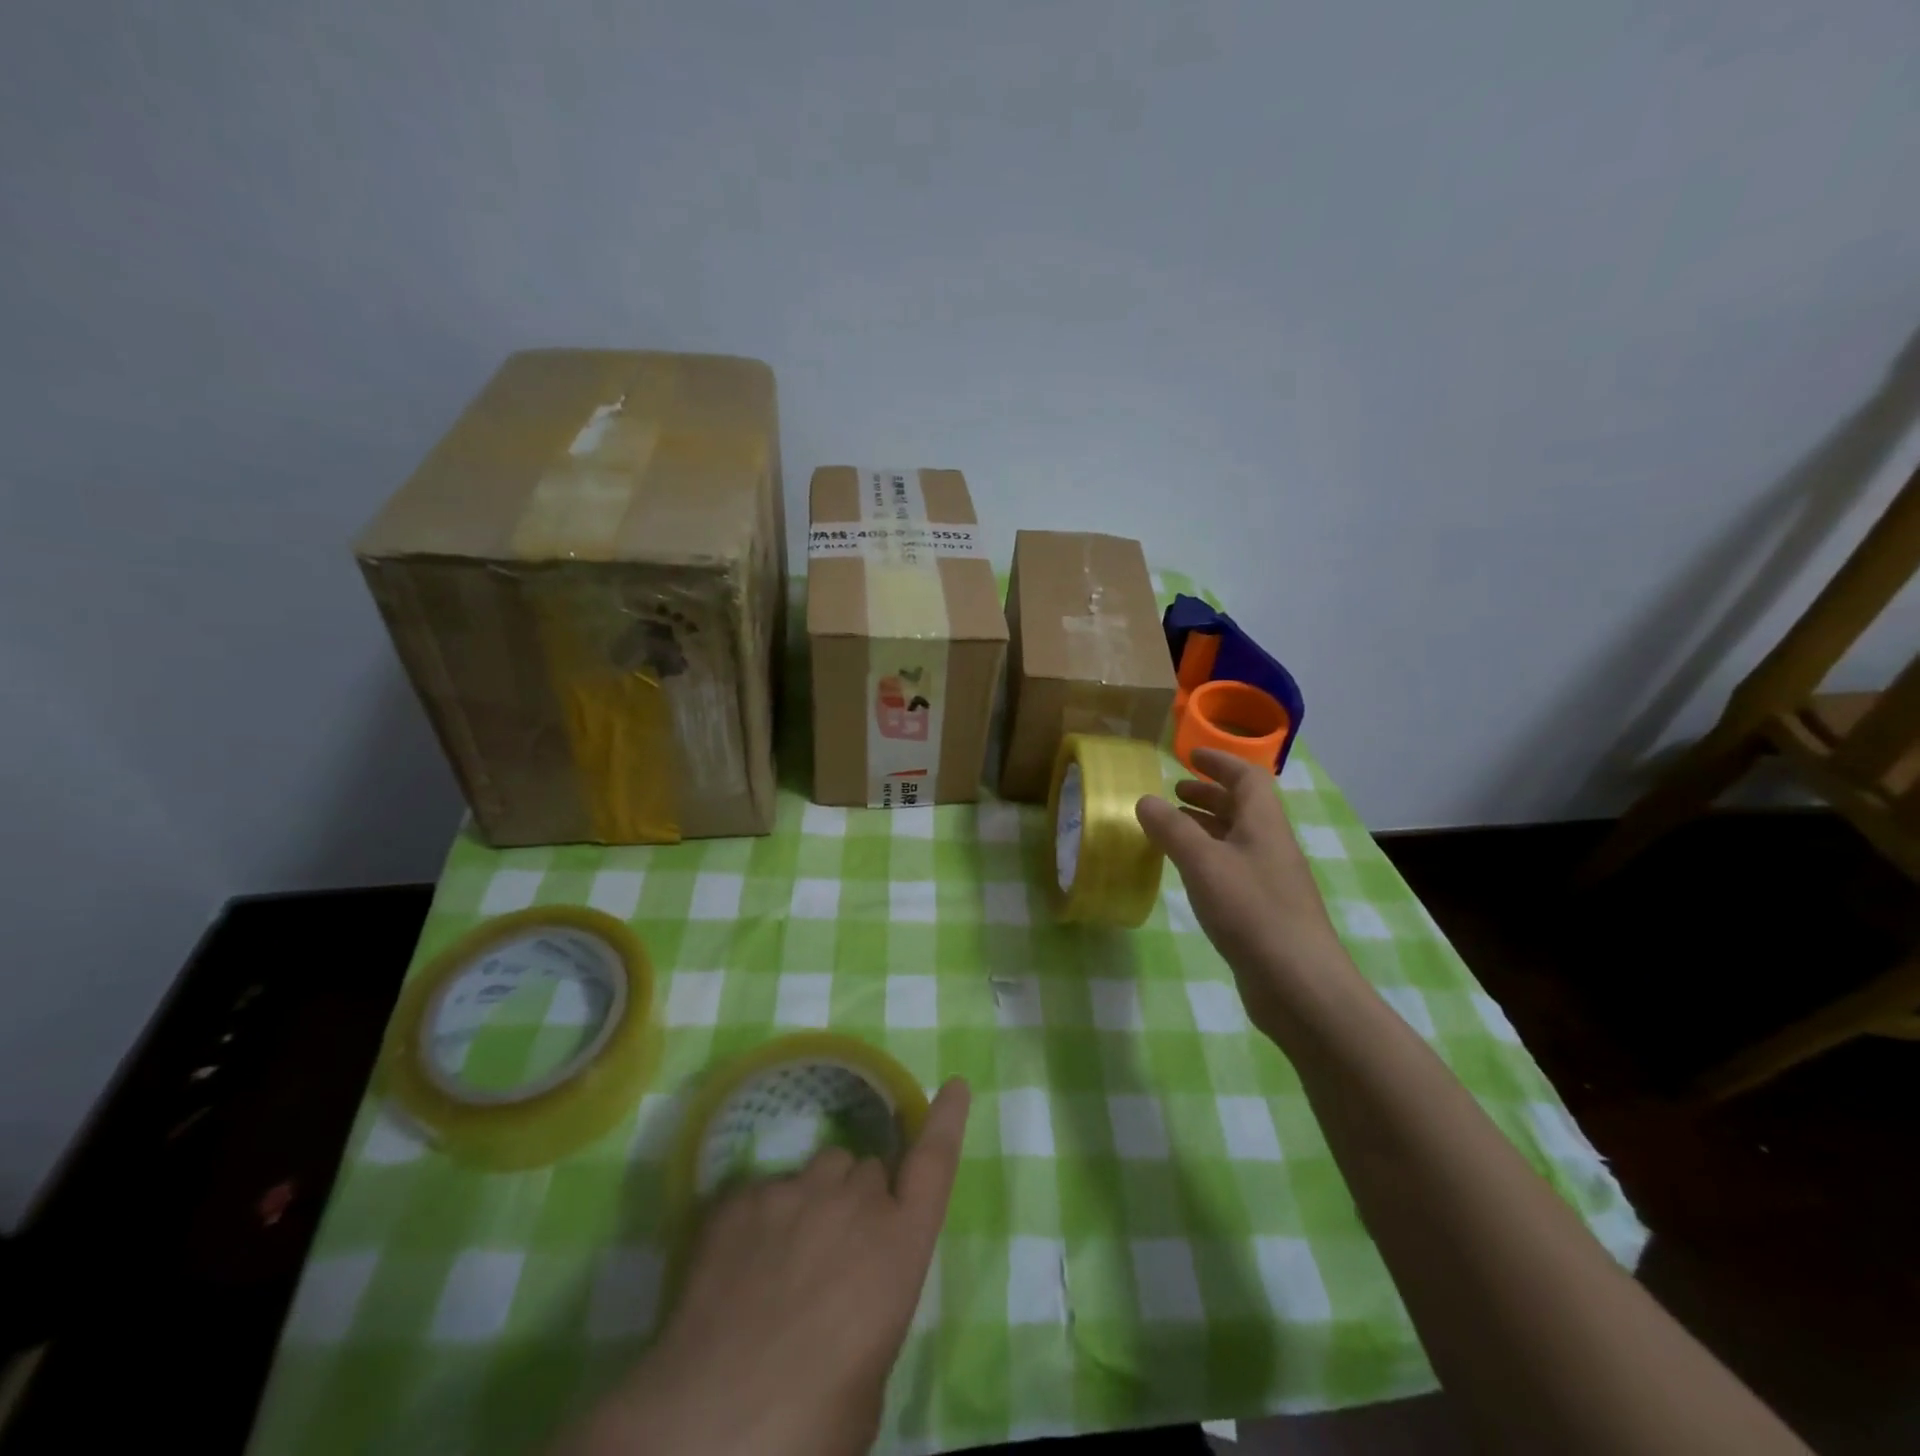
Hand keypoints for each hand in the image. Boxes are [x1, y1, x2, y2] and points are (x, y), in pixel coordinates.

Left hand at [562, 1079, 970, 1455]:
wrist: (710, 1424)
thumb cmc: (812, 1420)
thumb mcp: (872, 1374)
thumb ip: (874, 1306)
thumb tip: (853, 1296)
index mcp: (898, 1245)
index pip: (934, 1164)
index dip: (945, 1122)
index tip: (954, 1085)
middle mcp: (853, 1201)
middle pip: (866, 1172)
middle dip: (858, 1201)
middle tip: (834, 1256)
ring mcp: (794, 1190)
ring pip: (818, 1170)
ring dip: (815, 1199)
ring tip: (785, 1257)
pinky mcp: (742, 1197)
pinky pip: (765, 1191)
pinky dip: (761, 1219)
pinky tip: (739, 1269)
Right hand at [1136, 747, 1346, 1031]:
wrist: (1298, 983)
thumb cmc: (1251, 910)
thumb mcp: (1203, 863)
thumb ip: (1172, 829)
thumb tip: (1145, 799)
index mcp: (1264, 823)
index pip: (1247, 777)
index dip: (1220, 761)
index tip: (1190, 755)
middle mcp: (1270, 844)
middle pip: (1242, 806)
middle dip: (1209, 793)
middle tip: (1174, 791)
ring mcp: (1270, 879)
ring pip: (1236, 838)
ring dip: (1206, 825)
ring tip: (1172, 827)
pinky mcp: (1264, 909)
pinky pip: (1232, 867)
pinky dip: (1207, 857)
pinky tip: (1188, 872)